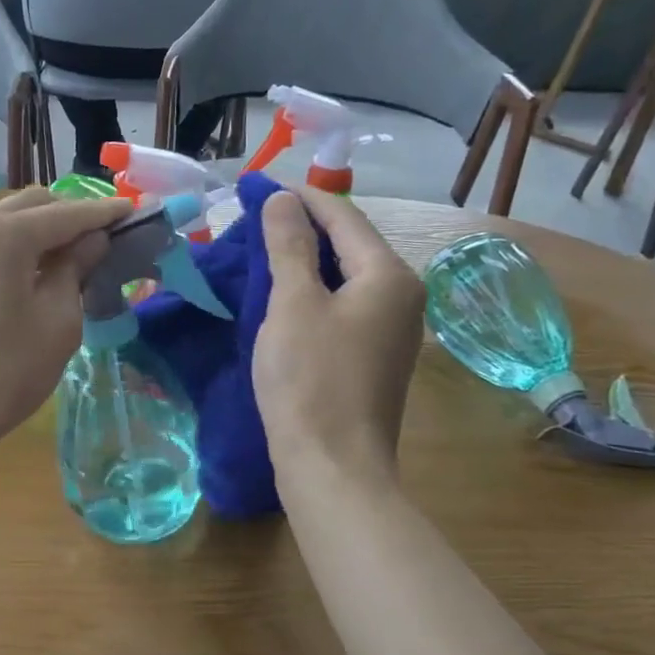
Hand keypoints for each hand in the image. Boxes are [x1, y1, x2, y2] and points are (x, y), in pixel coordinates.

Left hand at [0, 189, 130, 480]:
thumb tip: (91, 241)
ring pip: (6, 220)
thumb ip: (76, 271)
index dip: (106, 213)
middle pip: (33, 205)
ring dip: (41, 230)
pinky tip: (31, 275)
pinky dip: (15, 247)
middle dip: (72, 215)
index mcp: (6, 232)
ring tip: (72, 259)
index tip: (138, 213)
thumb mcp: (56, 325)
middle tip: (106, 242)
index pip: (69, 213)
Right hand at [254, 189, 424, 481]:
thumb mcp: (293, 304)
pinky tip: (281, 299)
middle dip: (302, 229)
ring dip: (304, 263)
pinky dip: (312, 295)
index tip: (259, 188)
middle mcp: (402, 296)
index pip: (343, 216)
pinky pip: (342, 309)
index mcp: (389, 275)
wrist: (333, 467)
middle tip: (253, 220)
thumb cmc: (310, 379)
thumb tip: (283, 199)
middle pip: (349, 245)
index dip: (301, 198)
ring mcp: (392, 331)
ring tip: (260, 254)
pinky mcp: (374, 359)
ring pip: (344, 279)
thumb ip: (288, 246)